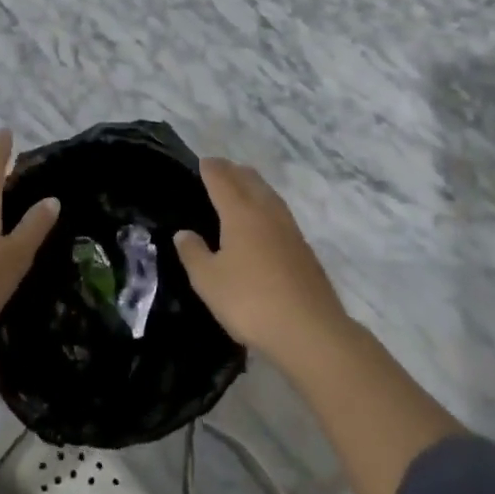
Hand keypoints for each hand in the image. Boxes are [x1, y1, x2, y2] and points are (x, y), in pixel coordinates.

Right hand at [175, 157, 347, 360]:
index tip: (203, 162)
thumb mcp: (209, 281)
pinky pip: (280, 213)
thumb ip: (193, 254)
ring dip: (253, 185)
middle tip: (219, 170)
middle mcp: (267, 212)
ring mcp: (290, 229)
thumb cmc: (251, 302)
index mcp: (241, 213)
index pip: (223, 179)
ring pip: (269, 194)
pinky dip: (266, 205)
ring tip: (242, 188)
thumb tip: (184, 233)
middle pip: (250, 180)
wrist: (311, 331)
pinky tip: (264, 222)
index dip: (211, 168)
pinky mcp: (304, 249)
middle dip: (233, 171)